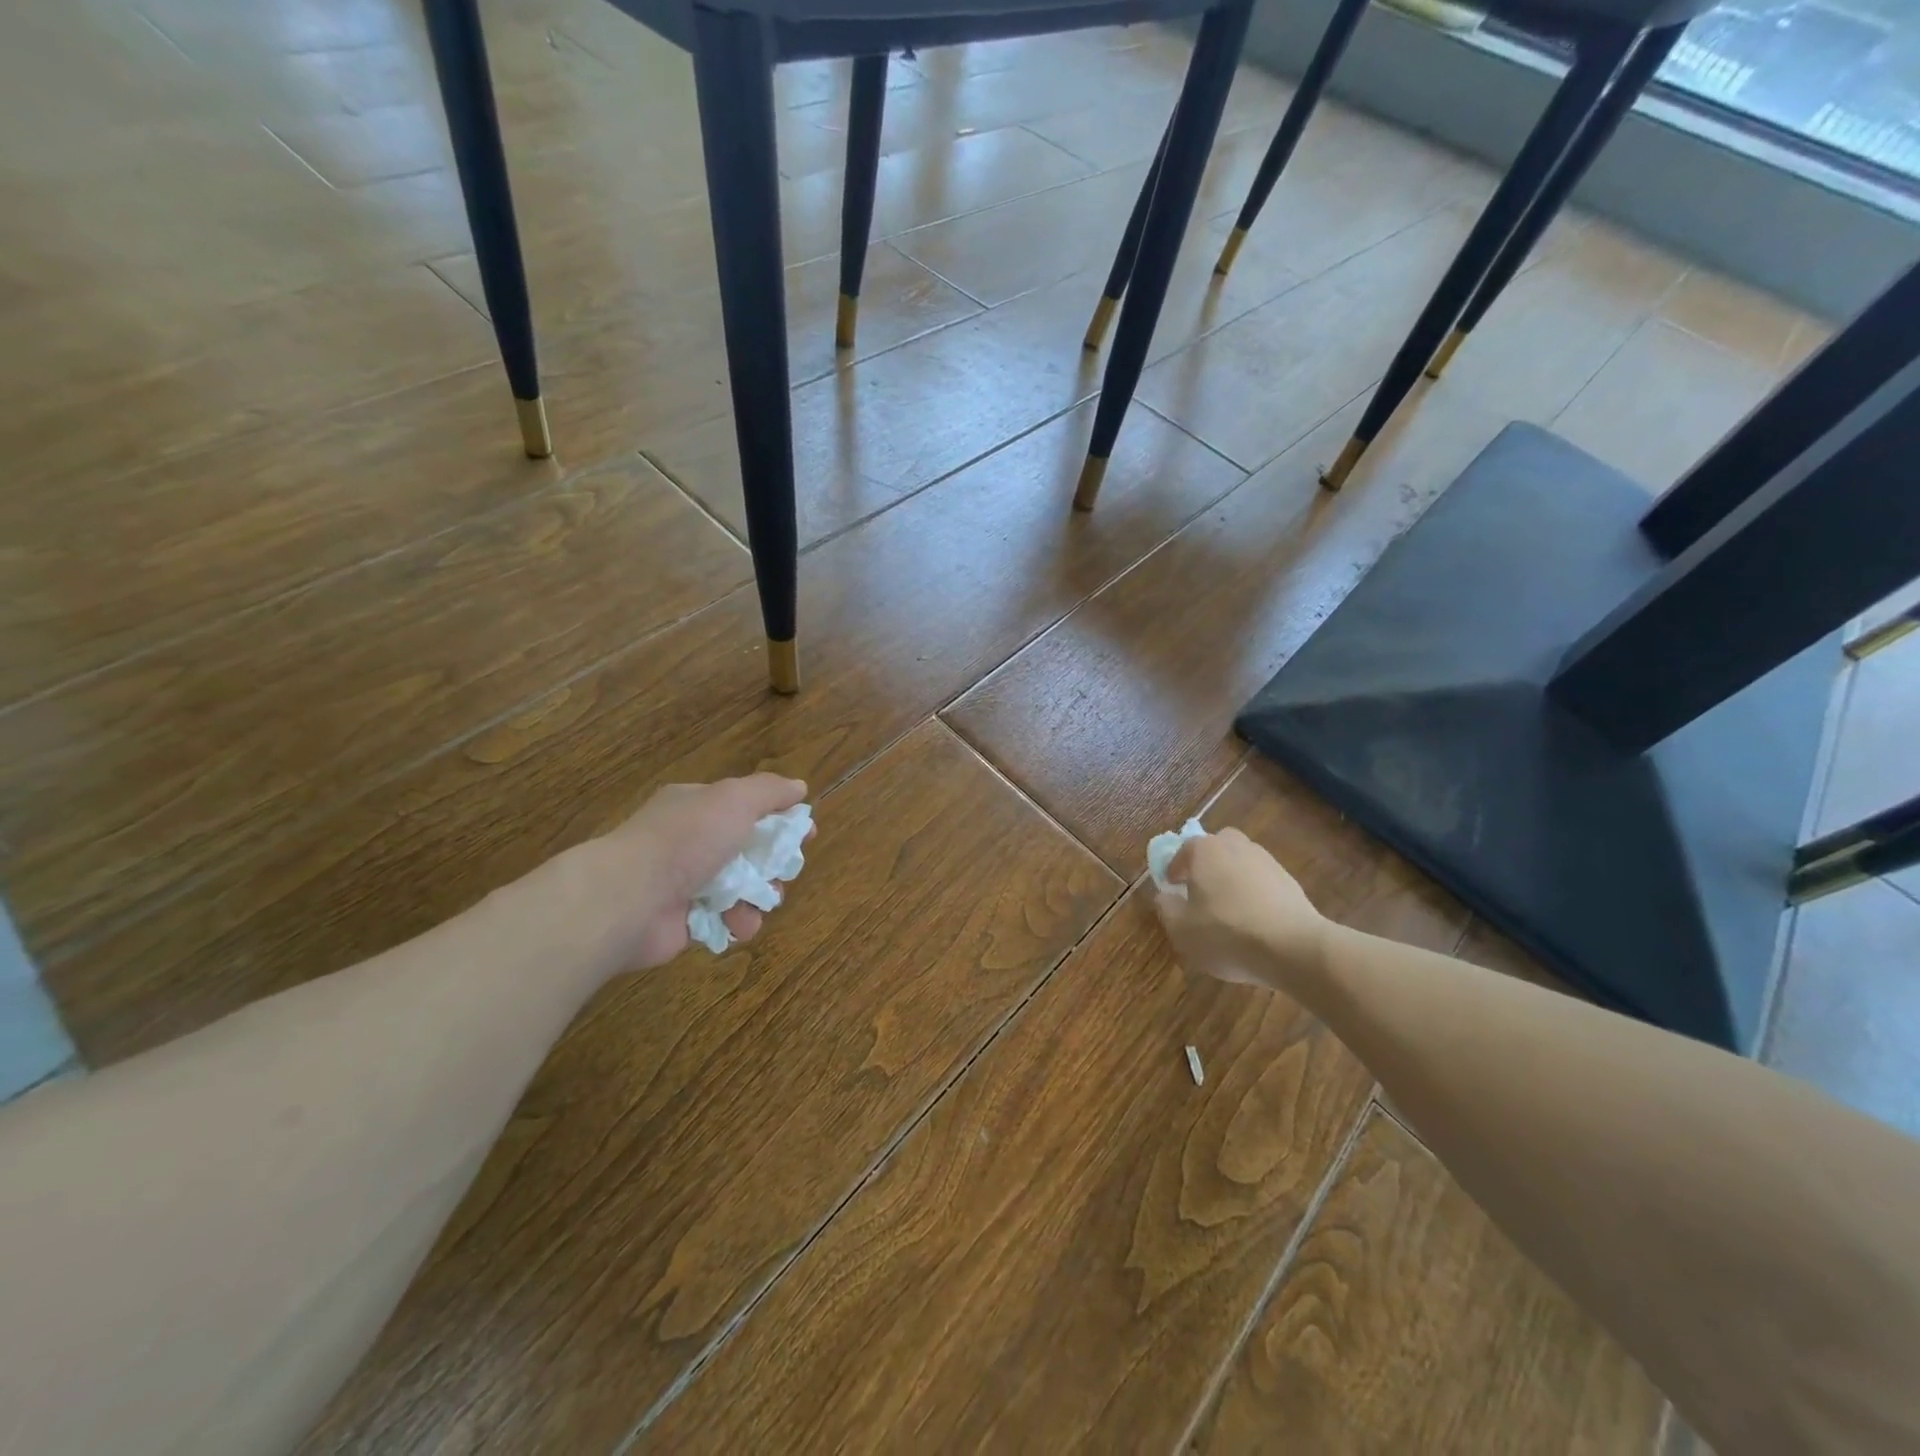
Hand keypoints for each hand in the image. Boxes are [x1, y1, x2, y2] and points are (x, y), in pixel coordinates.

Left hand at [586, 774, 809, 970]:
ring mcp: (684, 881)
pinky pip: (723, 919)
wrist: (629, 899)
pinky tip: (739, 924)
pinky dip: (737, 922)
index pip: (746, 806)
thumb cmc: (685, 840)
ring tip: (761, 903)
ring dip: (759, 896)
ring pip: (740, 887)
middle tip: (784, 873)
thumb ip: (769, 791)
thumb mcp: (734, 800)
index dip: (779, 819)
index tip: (806, 835)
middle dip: (772, 864)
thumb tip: (799, 787)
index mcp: (696, 806)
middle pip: (748, 849)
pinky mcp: (683, 920)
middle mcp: (689, 840)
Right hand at [1155, 828, 1326, 992]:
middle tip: (1201, 892)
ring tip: (1229, 911)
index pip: (1183, 851)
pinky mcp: (1290, 881)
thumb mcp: (1181, 929)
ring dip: (1232, 879)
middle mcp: (1236, 846)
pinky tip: (1254, 921)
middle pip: (1216, 847)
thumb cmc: (1227, 933)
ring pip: (1241, 863)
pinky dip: (1254, 894)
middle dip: (1207, 865)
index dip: (1174, 870)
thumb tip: (1166, 896)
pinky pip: (1262, 882)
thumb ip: (1166, 908)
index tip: (1172, 889)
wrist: (1294, 948)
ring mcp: (1267, 861)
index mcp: (1205, 851)